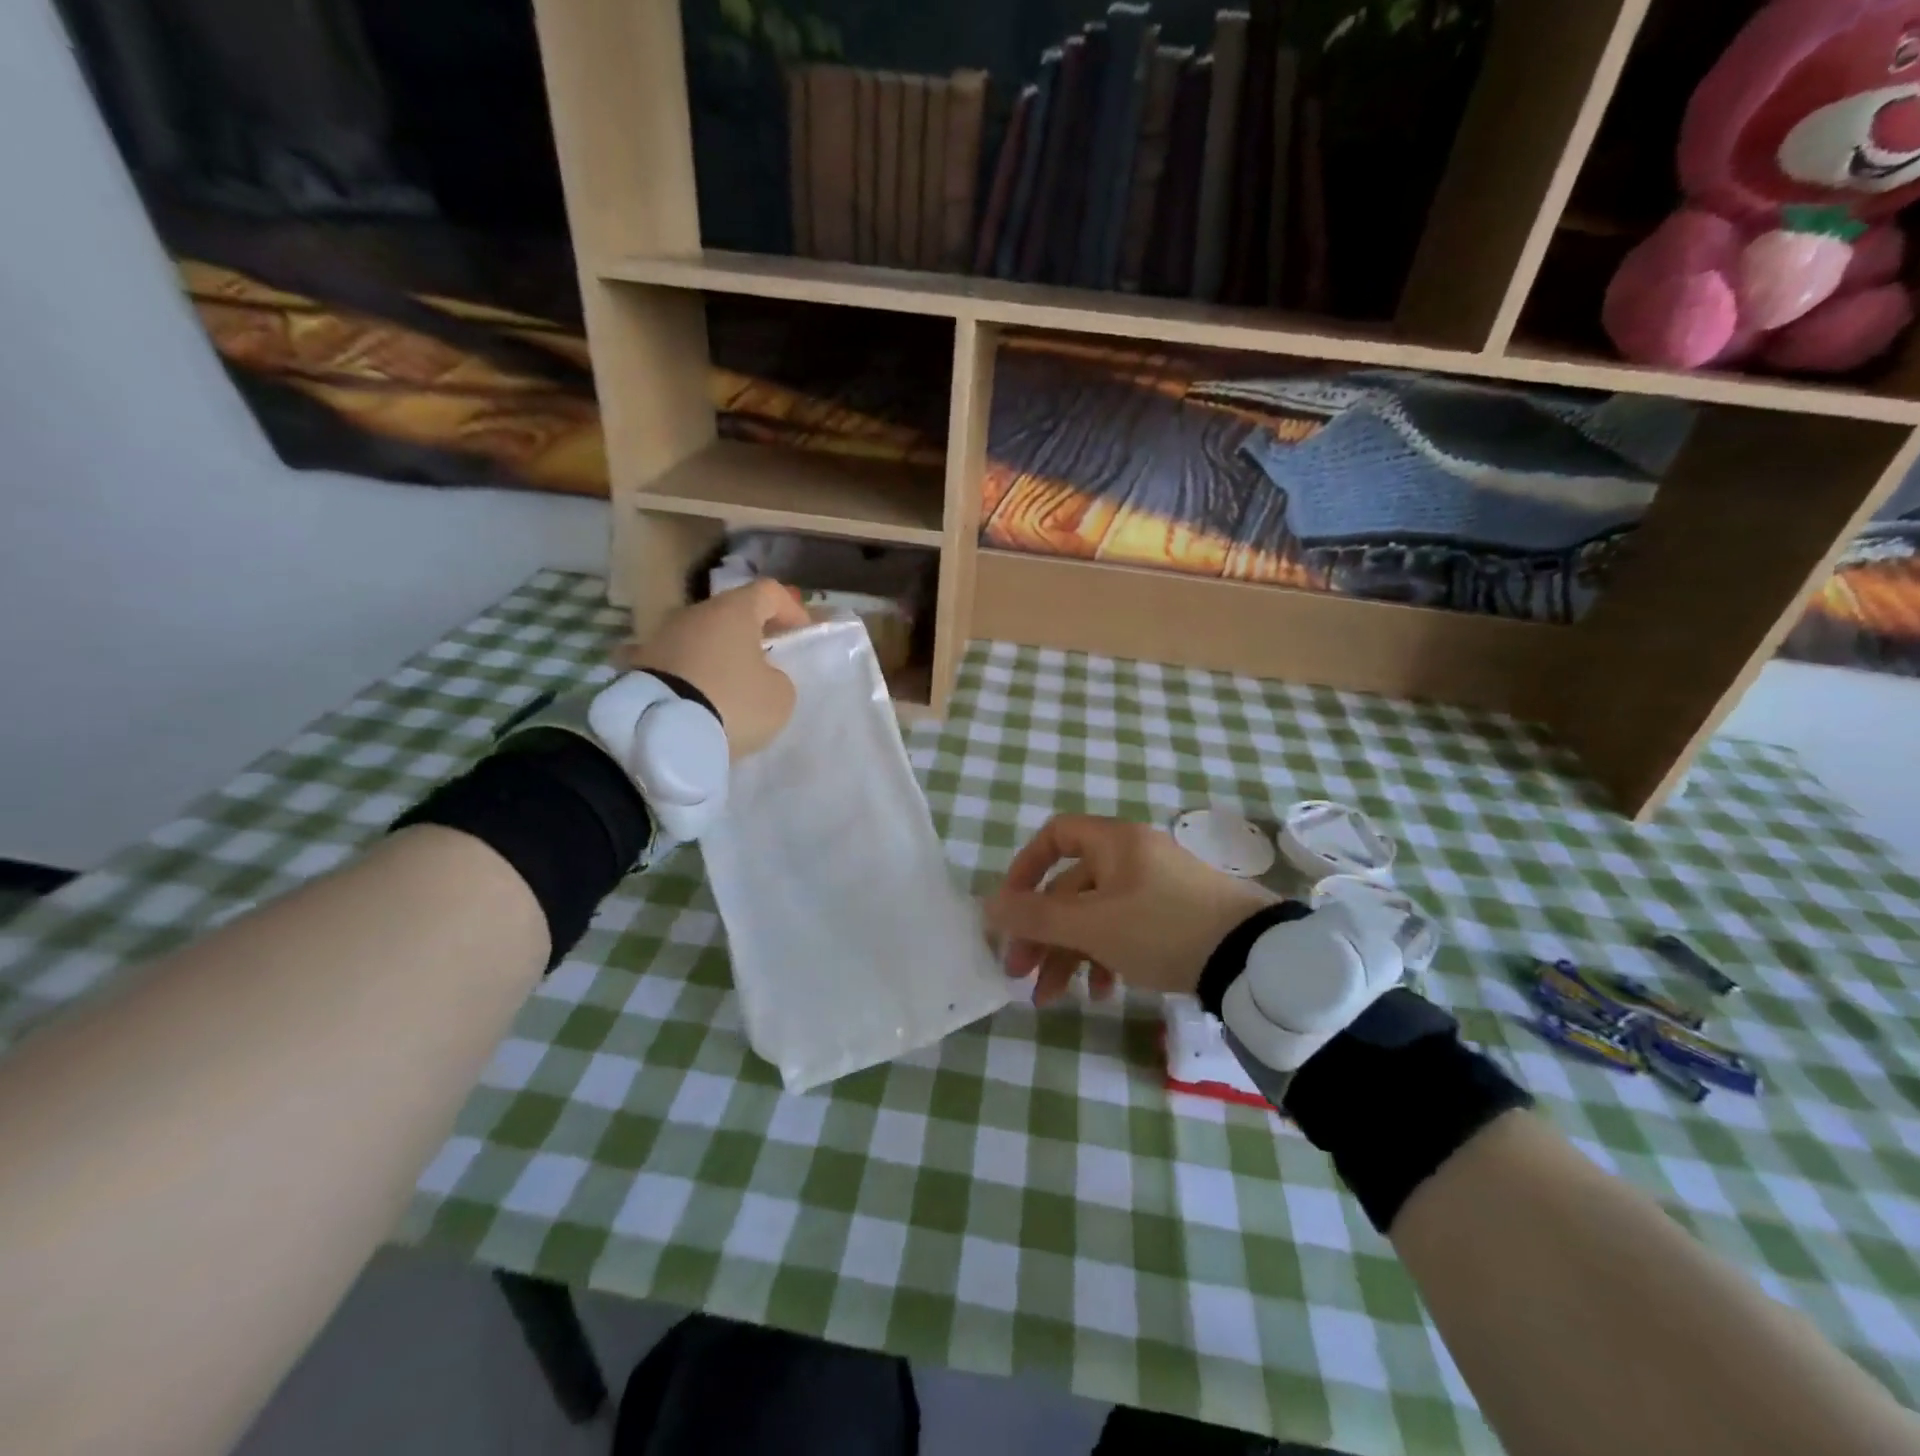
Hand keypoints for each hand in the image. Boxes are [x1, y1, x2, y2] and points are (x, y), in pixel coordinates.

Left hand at [615, 581, 810, 759]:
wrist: (661, 733)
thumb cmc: (733, 703)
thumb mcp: (780, 696)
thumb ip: (778, 676)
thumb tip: (761, 674)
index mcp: (734, 610)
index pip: (769, 591)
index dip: (791, 609)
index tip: (801, 635)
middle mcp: (694, 613)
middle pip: (731, 614)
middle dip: (752, 634)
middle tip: (767, 664)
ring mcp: (661, 637)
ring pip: (702, 638)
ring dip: (719, 655)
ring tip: (732, 688)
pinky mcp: (639, 665)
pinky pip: (677, 663)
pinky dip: (691, 675)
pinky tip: (699, 699)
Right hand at [986, 814, 1278, 1006]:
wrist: (1252, 958)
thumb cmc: (1162, 928)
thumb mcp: (1092, 926)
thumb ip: (1036, 917)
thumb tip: (988, 906)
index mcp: (1114, 843)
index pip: (1055, 835)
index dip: (1025, 868)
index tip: (1011, 909)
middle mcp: (1132, 857)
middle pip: (1070, 887)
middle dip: (1041, 933)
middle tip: (1019, 973)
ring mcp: (1155, 888)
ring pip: (1095, 915)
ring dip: (1069, 954)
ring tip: (1052, 998)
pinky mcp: (1174, 917)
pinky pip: (1125, 929)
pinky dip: (1106, 958)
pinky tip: (1104, 993)